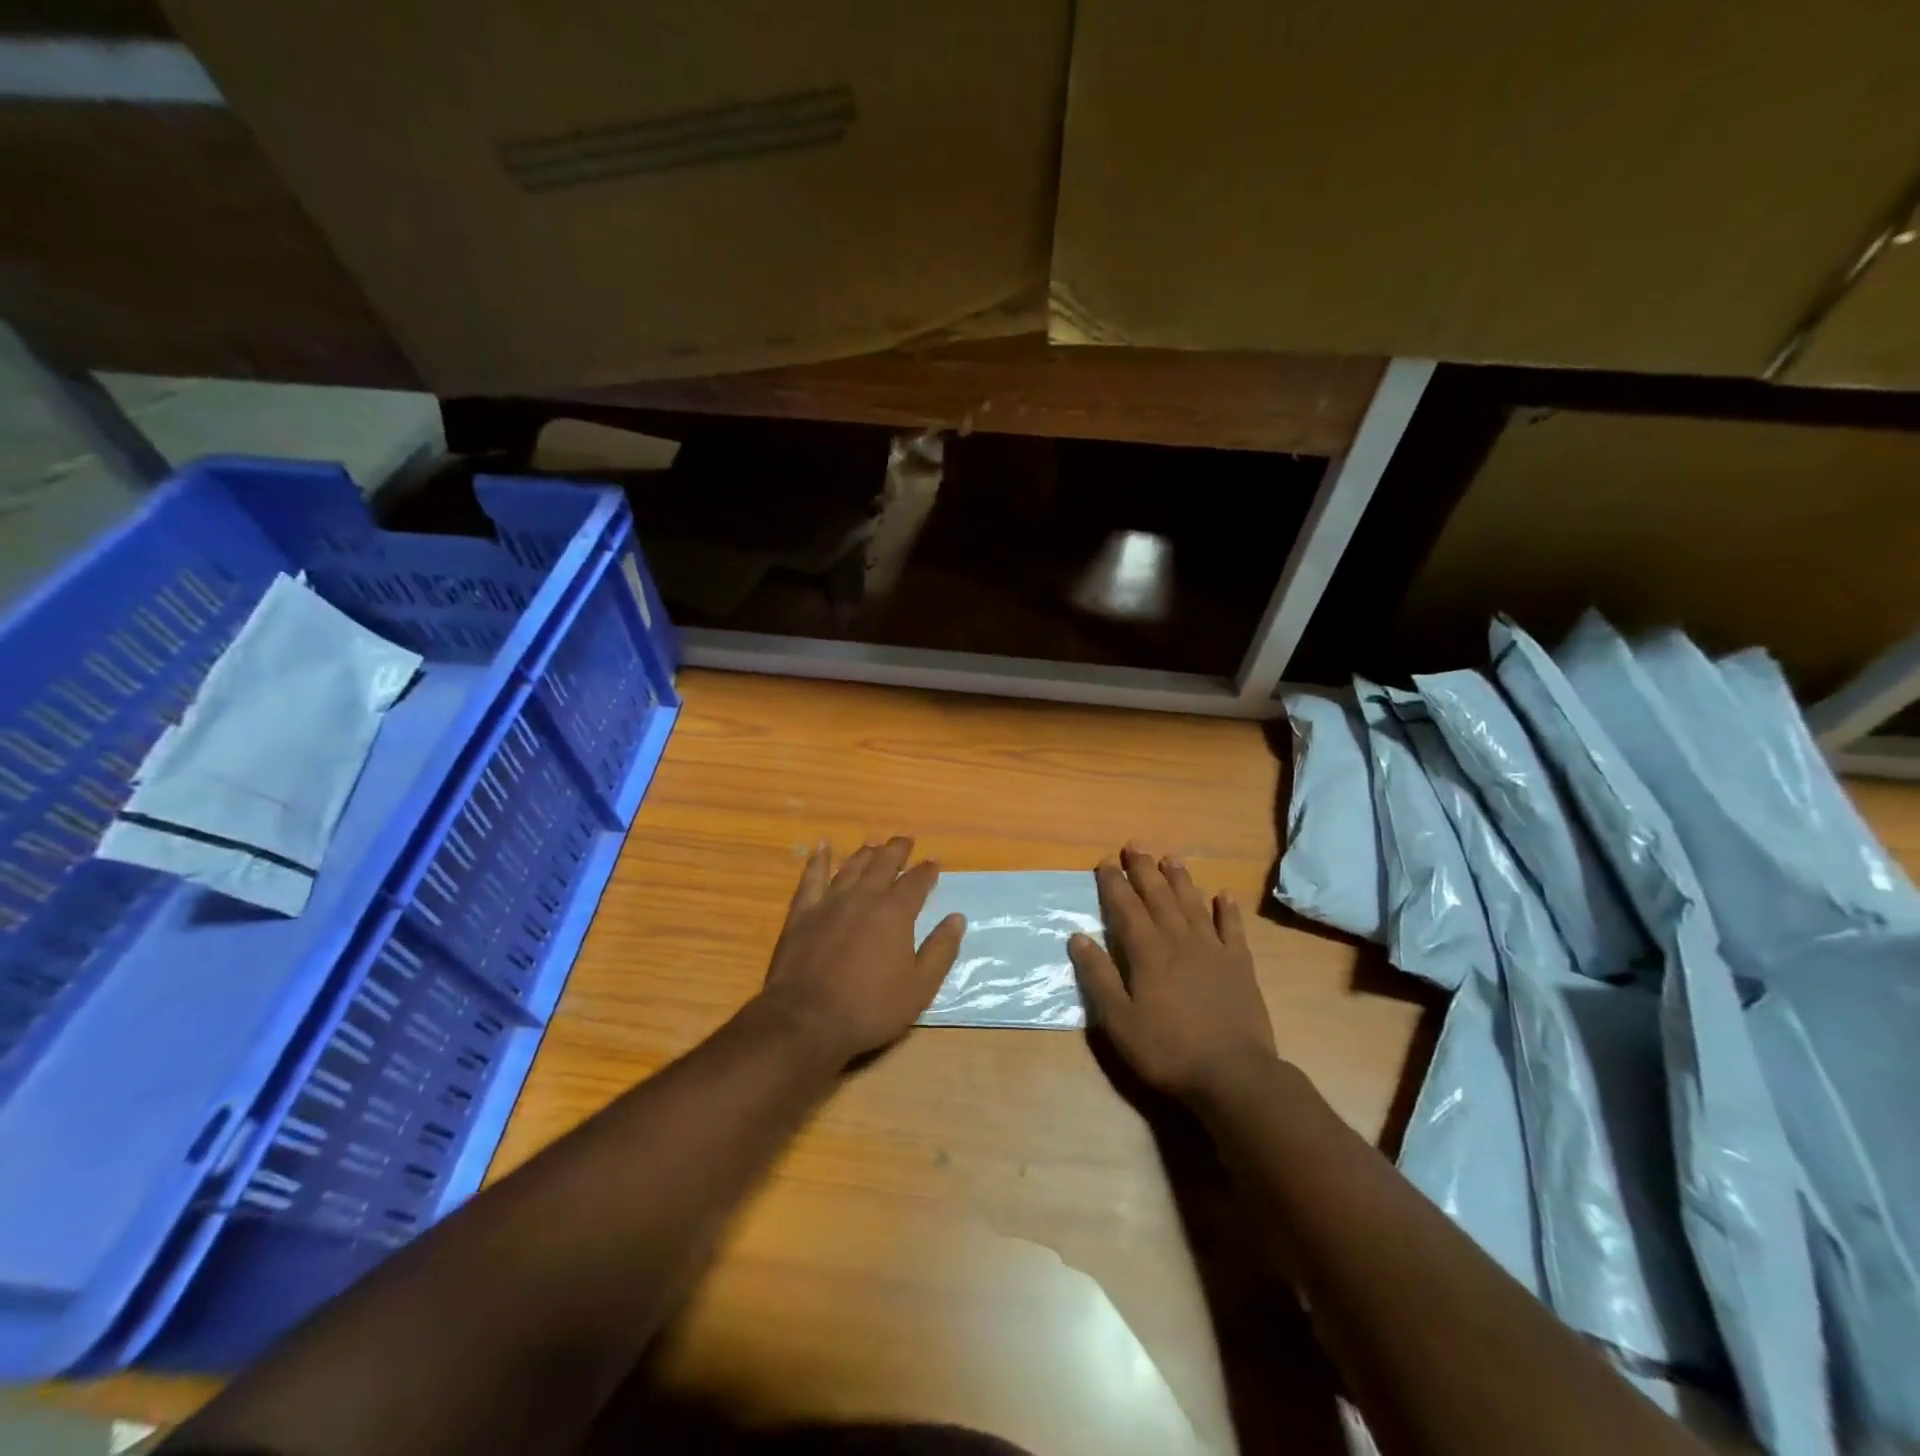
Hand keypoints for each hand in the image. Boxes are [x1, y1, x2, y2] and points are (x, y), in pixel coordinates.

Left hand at [755, 837, 965, 1067]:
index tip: (934, 862)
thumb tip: (957, 918)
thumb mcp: (919, 987)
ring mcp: (830, 902)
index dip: (927, 870)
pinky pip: (811, 878)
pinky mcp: (802, 913)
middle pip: (883, 863)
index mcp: (895, 912)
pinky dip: (818, 860)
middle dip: (897, 850)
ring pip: (851, 866)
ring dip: (865, 852)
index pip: (916, 881)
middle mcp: (864, 897)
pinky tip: (821, 847)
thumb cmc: (870, 1007)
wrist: (807, 1020)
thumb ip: (940, 950)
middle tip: (906, 840)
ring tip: (873, 842)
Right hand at [1068, 845, 1277, 1102]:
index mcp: (1148, 952)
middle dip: (1144, 869)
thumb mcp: (1119, 1021)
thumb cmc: (1167, 1050)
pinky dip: (1227, 909)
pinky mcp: (1240, 965)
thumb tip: (1078, 937)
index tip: (1104, 862)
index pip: (1126, 907)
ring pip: (1193, 903)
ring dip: (1180, 879)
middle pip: (1159, 896)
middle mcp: (1179, 940)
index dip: (1114, 883)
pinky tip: (1223, 894)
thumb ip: (1098, 977)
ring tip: (1170, 858)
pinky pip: (1232, 928)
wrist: (1233, 1075)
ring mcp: (1213, 950)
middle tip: (1134, 845)